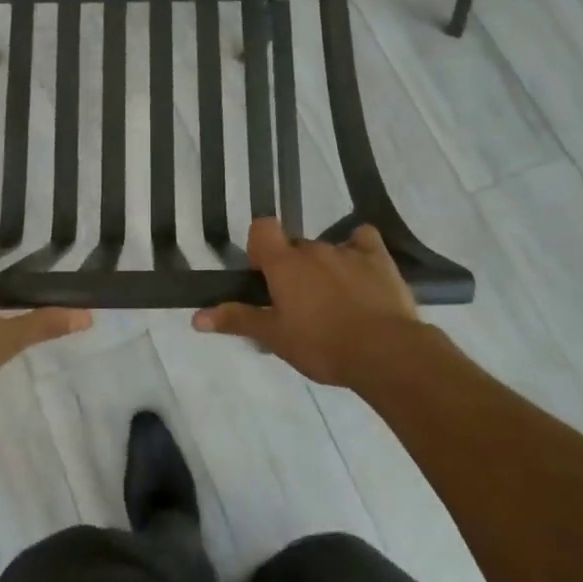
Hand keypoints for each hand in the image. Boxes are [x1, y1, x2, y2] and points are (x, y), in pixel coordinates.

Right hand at [193, 218, 420, 386]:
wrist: (386, 353)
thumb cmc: (322, 345)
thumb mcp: (275, 337)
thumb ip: (238, 320)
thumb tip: (196, 317)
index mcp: (284, 263)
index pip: (262, 228)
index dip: (260, 247)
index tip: (265, 275)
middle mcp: (313, 248)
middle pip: (295, 246)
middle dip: (293, 268)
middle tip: (298, 304)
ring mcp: (348, 251)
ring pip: (327, 250)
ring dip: (324, 268)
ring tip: (334, 304)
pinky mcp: (380, 259)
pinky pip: (364, 241)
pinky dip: (360, 250)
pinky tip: (362, 273)